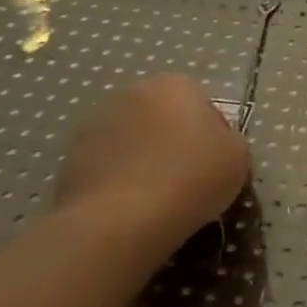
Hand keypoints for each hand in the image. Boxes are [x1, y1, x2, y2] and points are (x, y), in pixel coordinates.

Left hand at [56, 75, 249, 240]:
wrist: (120, 221)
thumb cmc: (191, 178)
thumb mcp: (238, 156)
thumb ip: (229, 139)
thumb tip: (212, 143)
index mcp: (174, 85)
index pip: (202, 103)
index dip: (212, 134)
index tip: (215, 163)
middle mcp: (130, 94)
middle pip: (162, 117)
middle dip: (173, 141)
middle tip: (188, 178)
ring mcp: (93, 126)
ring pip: (132, 141)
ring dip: (143, 159)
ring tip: (156, 198)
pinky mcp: (67, 160)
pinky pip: (107, 167)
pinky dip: (118, 181)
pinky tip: (130, 209)